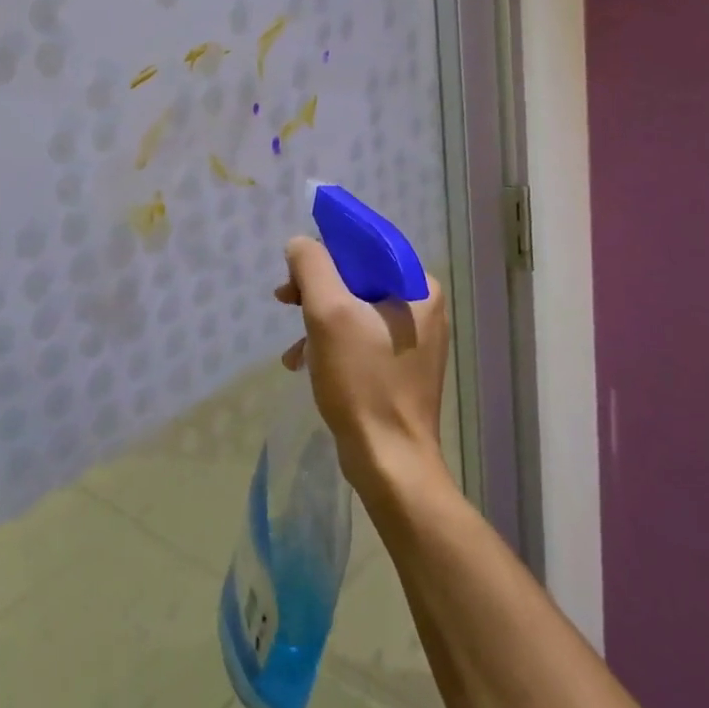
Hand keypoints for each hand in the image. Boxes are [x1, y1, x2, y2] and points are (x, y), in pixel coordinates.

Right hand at [276, 237, 448, 490]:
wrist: (389, 462)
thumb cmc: (363, 382)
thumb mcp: (329, 313)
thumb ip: (312, 266)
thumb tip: (300, 244)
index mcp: (420, 288)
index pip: (368, 245)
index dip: (327, 247)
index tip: (296, 268)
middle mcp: (423, 308)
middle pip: (358, 275)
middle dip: (317, 287)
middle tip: (285, 300)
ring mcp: (413, 339)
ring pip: (353, 306)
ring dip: (317, 318)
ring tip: (293, 344)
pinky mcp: (399, 366)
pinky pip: (358, 335)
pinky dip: (329, 342)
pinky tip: (303, 361)